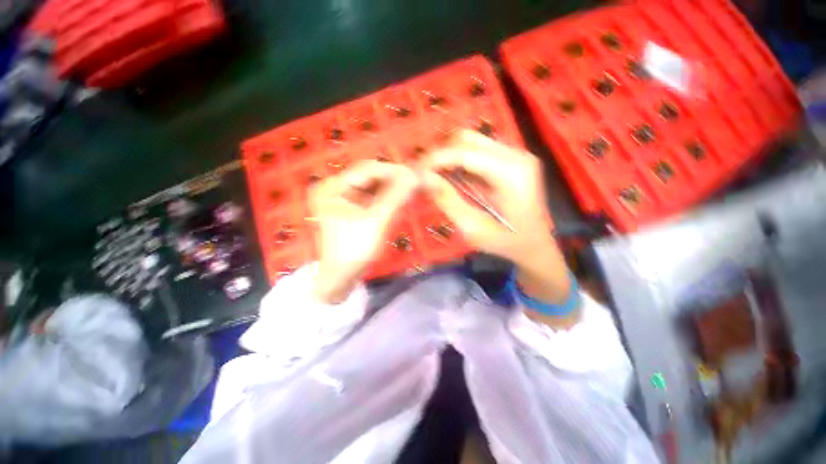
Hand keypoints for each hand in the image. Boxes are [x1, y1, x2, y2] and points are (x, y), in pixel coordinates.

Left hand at [309, 160, 419, 302]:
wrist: (341, 278)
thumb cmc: (353, 250)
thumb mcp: (375, 222)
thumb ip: (395, 197)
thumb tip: (415, 176)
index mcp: (332, 188)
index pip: (366, 170)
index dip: (392, 170)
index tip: (415, 174)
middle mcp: (336, 188)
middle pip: (370, 176)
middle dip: (393, 178)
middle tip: (416, 181)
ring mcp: (344, 198)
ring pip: (374, 186)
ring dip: (392, 187)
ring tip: (412, 188)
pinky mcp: (353, 207)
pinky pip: (374, 196)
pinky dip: (388, 197)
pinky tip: (401, 198)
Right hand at [422, 131, 573, 315]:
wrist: (536, 245)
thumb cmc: (506, 243)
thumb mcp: (473, 229)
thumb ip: (448, 201)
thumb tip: (425, 178)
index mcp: (511, 174)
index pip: (465, 152)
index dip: (436, 158)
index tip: (416, 171)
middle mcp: (517, 155)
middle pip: (469, 139)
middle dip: (442, 154)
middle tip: (426, 174)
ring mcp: (517, 154)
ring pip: (473, 141)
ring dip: (451, 156)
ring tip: (437, 176)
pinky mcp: (513, 159)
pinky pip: (480, 151)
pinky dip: (461, 160)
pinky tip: (455, 178)